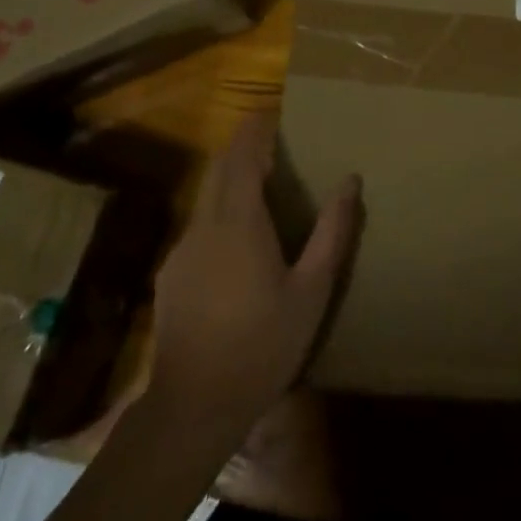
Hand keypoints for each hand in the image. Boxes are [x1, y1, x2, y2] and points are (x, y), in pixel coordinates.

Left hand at [149, 114, 360, 432]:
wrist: (193, 407)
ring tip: (264, 197)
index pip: (241, 154)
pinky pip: (199, 228)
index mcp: (239, 220)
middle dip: (244, 149)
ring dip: (232, 184)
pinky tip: (239, 251)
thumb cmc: (262, 345)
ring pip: (208, 198)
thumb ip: (332, 231)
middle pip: (220, 168)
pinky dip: (220, 218)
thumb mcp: (311, 291)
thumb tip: (350, 180)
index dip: (255, 128)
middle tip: (276, 148)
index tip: (274, 112)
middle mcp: (205, 223)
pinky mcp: (171, 274)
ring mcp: (182, 249)